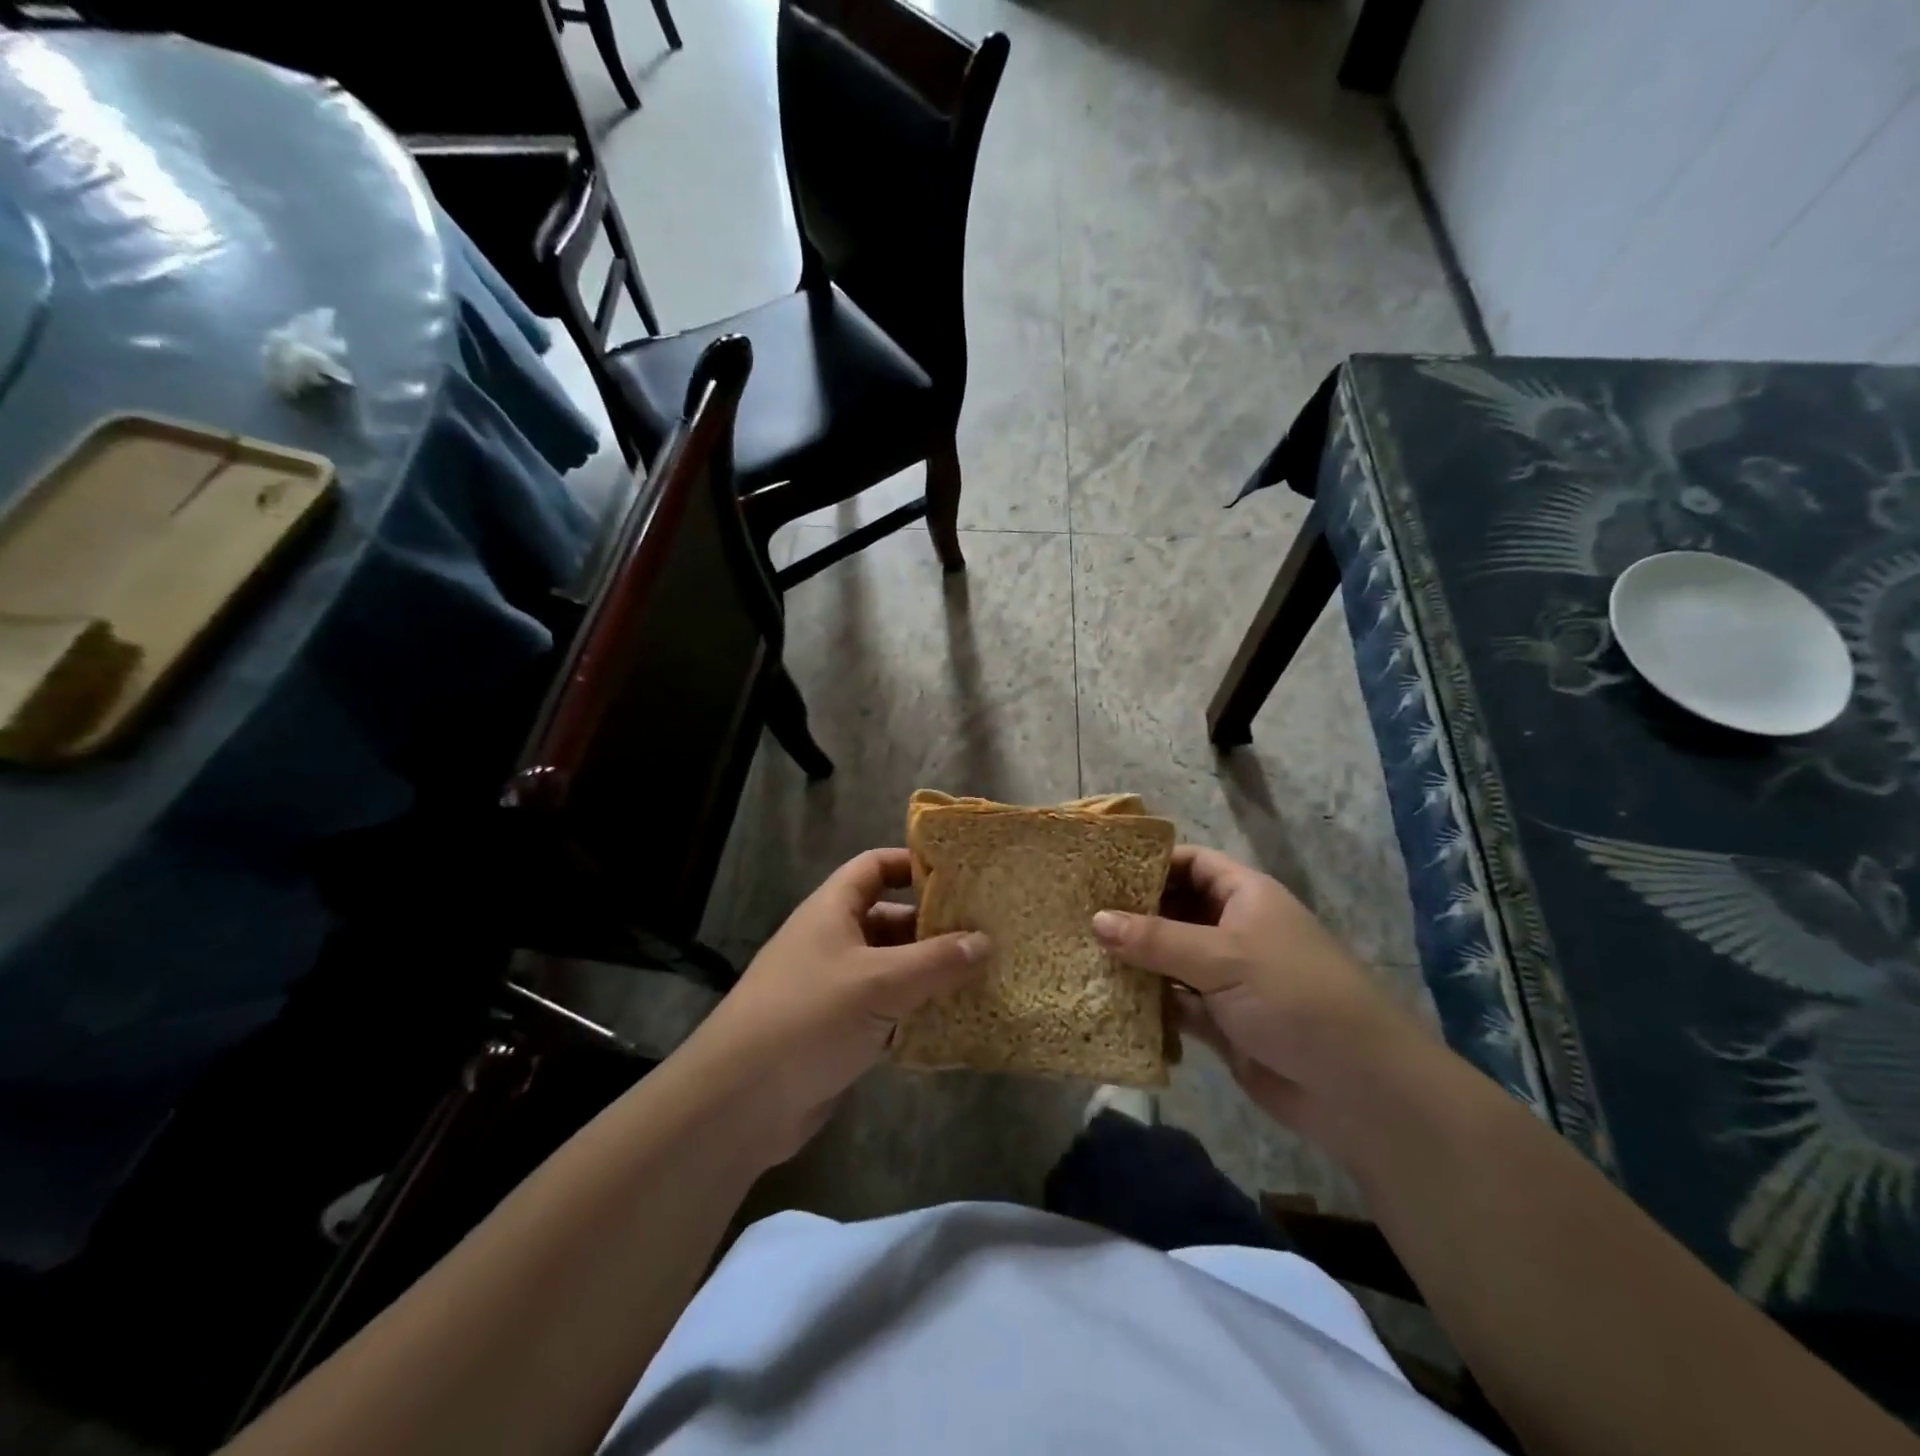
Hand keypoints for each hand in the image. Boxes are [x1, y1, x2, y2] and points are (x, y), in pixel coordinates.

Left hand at [673, 849, 988, 1168]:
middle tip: (986, 933)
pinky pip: (887, 1010)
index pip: (874, 866)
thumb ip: (936, 961)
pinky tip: (955, 1022)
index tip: (960, 874)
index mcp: (832, 910)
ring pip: (892, 968)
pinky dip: (916, 1013)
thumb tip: (985, 940)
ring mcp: (835, 988)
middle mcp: (833, 941)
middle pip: (890, 919)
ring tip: (984, 976)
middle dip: (934, 926)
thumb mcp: (880, 982)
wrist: (741, 1102)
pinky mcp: (839, 1031)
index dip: (912, 863)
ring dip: (930, 974)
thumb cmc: (809, 1017)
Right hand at [1092, 846, 1425, 1137]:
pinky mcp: (1221, 1021)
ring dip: (1134, 959)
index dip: (1148, 861)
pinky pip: (1174, 1002)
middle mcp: (1233, 929)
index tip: (1099, 868)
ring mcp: (1226, 976)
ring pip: (1169, 958)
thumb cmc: (1293, 996)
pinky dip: (1148, 1001)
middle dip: (1132, 913)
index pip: (1190, 862)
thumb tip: (1096, 919)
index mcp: (1244, 896)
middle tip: (1076, 912)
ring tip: (1078, 951)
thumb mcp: (1222, 957)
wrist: (1357, 1087)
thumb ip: (1155, 939)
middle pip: (1174, 910)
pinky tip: (1106, 998)